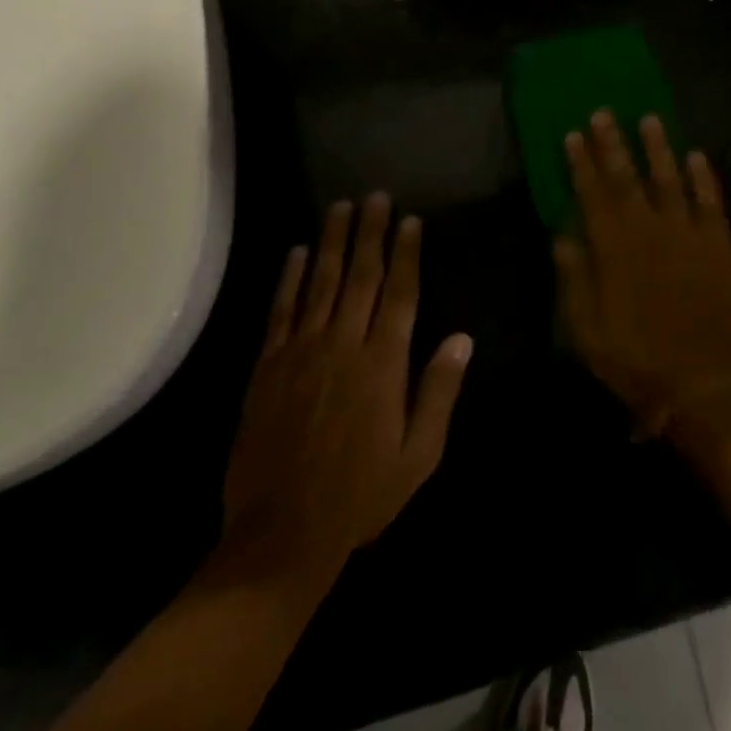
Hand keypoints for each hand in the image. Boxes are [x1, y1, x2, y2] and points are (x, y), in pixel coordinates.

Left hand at [220, 194, 473, 575]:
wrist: (281, 535)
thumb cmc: (361, 495)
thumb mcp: (419, 455)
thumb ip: (439, 392)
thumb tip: (462, 338)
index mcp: (383, 365)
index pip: (400, 294)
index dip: (406, 254)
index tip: (410, 220)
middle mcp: (343, 346)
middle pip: (360, 276)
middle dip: (370, 233)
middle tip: (375, 196)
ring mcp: (301, 353)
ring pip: (320, 283)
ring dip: (331, 242)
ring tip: (340, 207)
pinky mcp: (268, 367)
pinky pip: (281, 312)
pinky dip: (289, 279)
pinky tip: (296, 252)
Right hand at [556, 111, 730, 441]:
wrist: (708, 385)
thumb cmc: (640, 363)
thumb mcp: (589, 333)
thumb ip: (575, 280)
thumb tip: (562, 235)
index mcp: (615, 250)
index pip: (593, 195)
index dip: (582, 164)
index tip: (573, 134)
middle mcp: (651, 231)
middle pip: (628, 178)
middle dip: (613, 144)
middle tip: (604, 112)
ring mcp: (689, 235)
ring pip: (670, 179)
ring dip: (658, 148)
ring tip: (650, 118)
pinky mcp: (719, 245)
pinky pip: (710, 202)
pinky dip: (703, 177)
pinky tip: (696, 155)